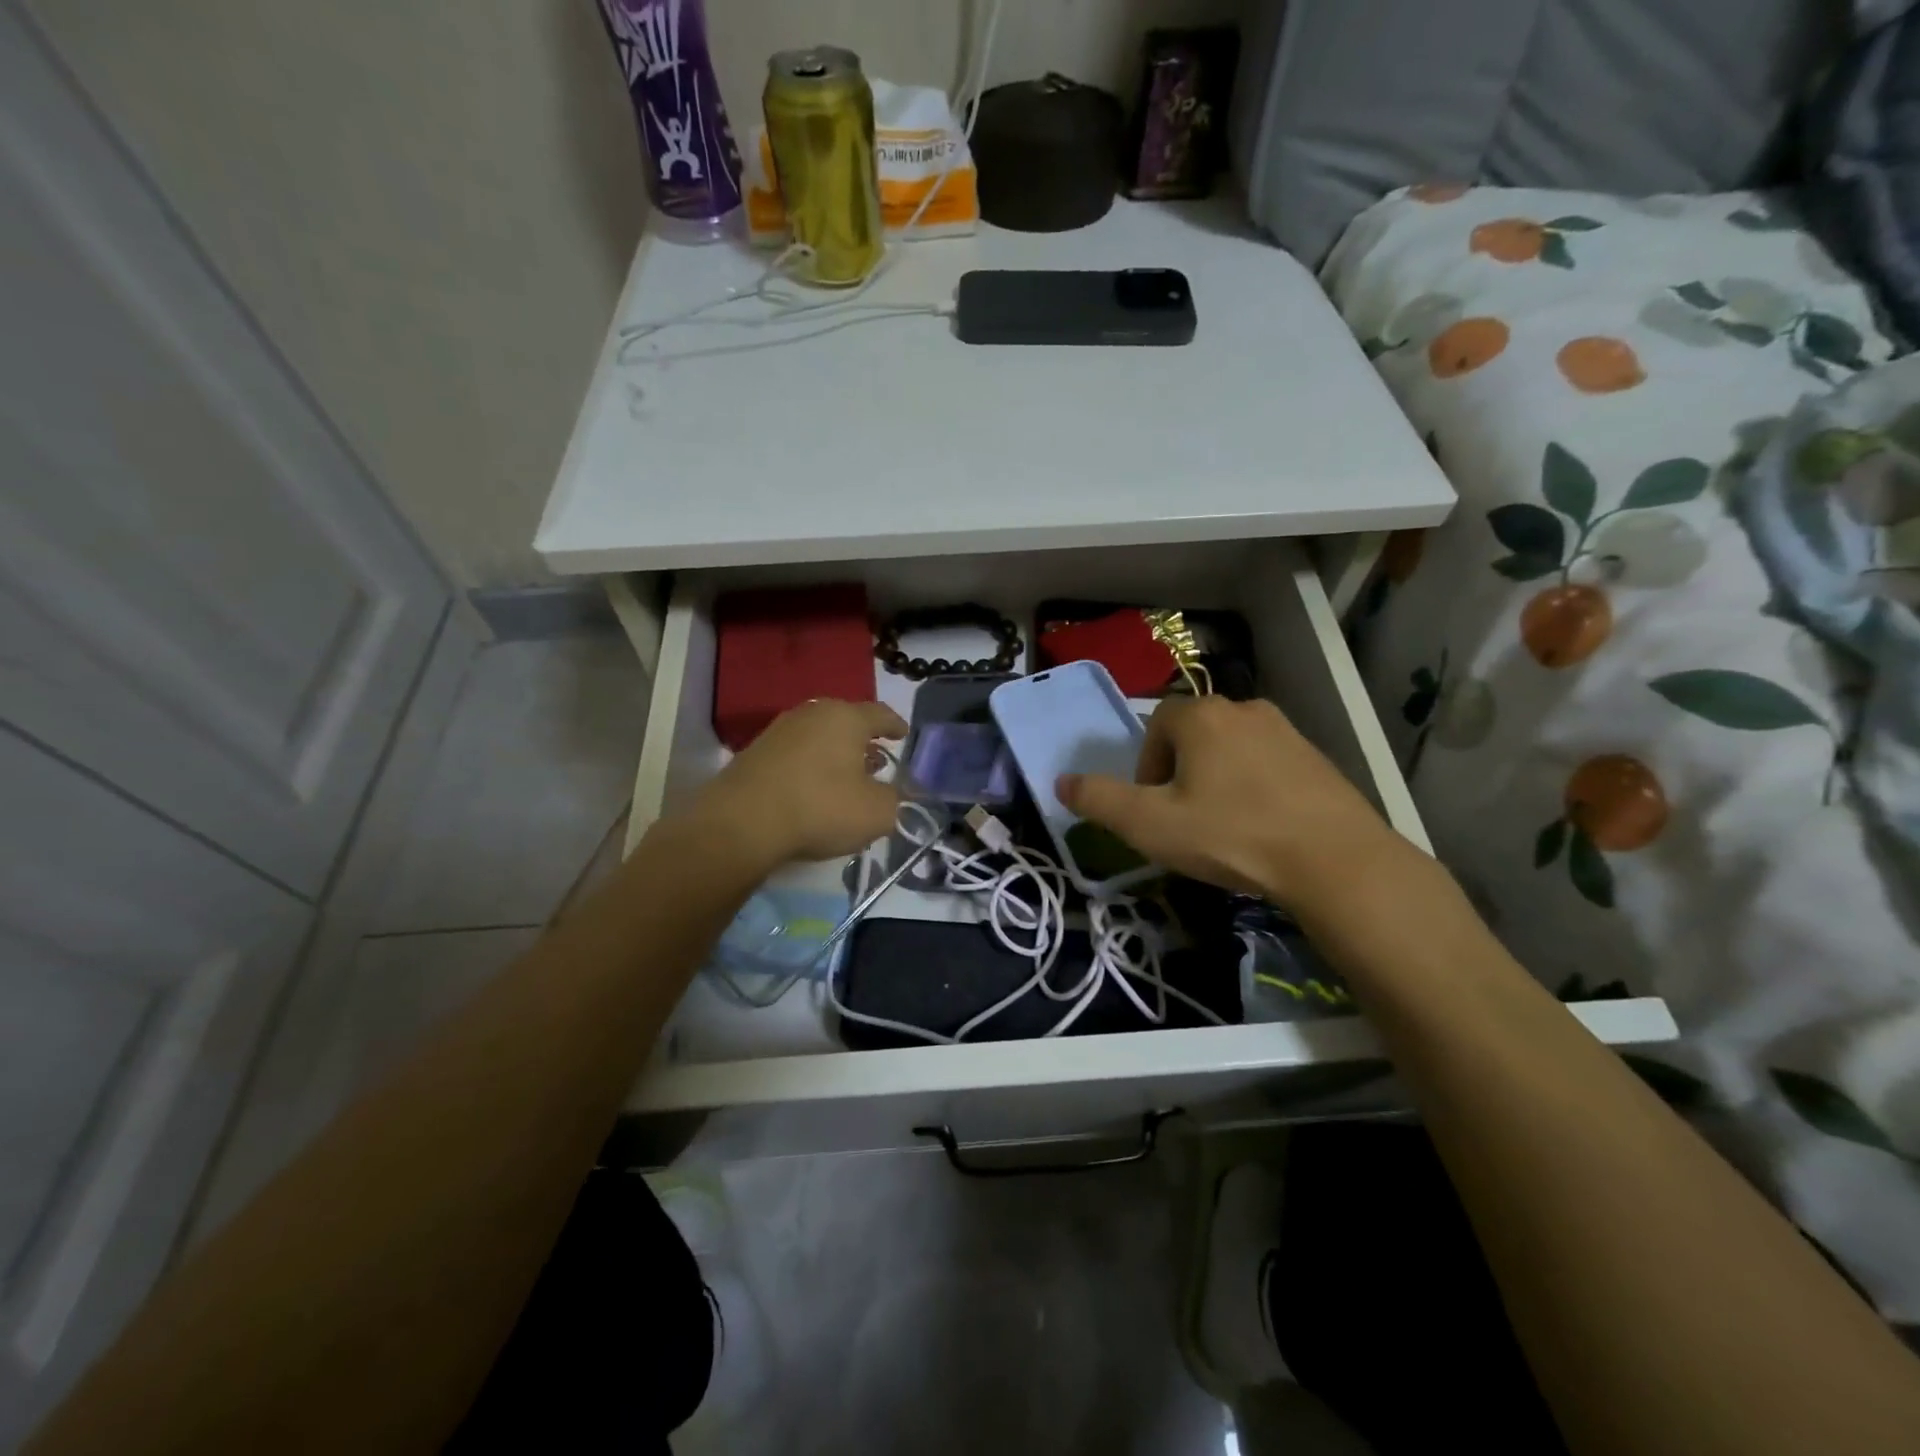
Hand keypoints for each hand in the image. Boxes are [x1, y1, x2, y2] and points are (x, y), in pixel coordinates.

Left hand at [689, 699, 905, 871]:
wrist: (742, 822)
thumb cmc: (820, 807)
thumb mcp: (876, 813)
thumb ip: (895, 801)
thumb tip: (894, 796)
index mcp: (846, 718)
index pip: (880, 714)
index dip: (895, 726)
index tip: (903, 734)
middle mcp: (813, 713)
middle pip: (847, 722)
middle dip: (864, 740)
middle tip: (877, 760)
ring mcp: (780, 730)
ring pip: (819, 736)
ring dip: (835, 753)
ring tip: (846, 776)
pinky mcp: (756, 751)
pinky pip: (796, 753)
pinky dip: (811, 765)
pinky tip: (813, 788)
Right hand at [1056, 696, 1410, 908]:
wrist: (1334, 860)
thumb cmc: (1231, 835)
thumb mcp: (1149, 825)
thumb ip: (1099, 801)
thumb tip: (1061, 782)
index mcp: (1201, 717)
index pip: (1156, 725)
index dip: (1146, 766)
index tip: (1155, 808)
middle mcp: (1244, 709)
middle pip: (1194, 734)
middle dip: (1180, 772)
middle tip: (1184, 819)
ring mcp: (1287, 732)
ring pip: (1232, 749)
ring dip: (1218, 779)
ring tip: (1223, 826)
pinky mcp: (1317, 758)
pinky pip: (1269, 765)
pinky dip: (1255, 788)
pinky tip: (1262, 828)